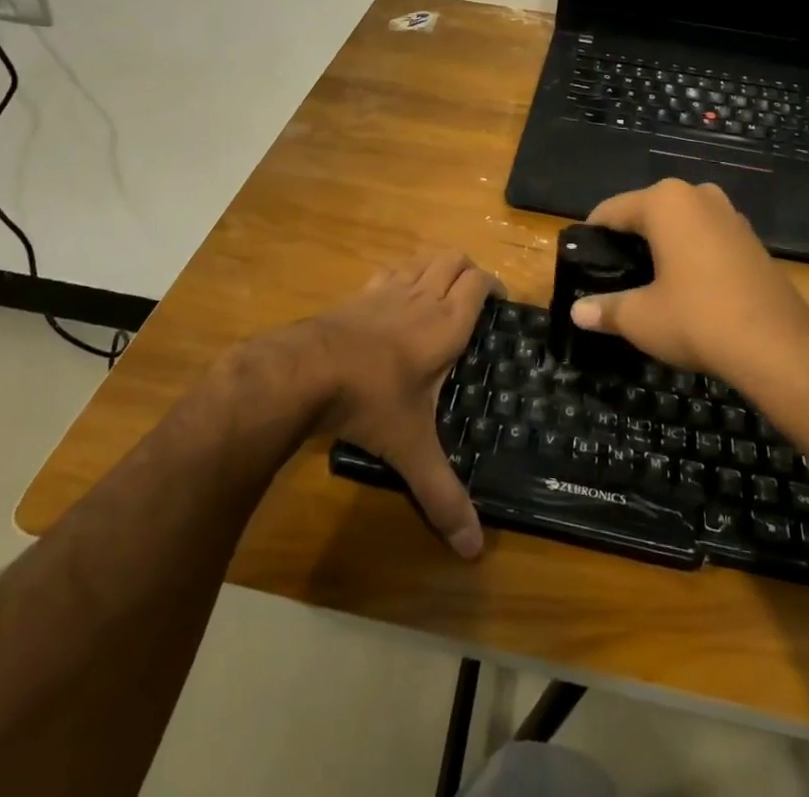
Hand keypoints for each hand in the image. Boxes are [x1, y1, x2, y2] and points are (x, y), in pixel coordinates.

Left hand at [311, 247, 496, 558]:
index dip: (494, 285)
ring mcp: (388, 290)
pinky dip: (403, 274)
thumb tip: (473, 550)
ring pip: (423, 258)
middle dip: (468, 270)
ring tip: (440, 292)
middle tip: (473, 299)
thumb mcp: (411, 450)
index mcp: (446, 324)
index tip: (501, 302)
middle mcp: (422, 297)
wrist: (307, 371)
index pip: (479, 283)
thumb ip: (442, 495)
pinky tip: (396, 299)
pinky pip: (390, 270)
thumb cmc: (371, 401)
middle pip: (454, 258)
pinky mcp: (359, 293)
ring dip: (437, 266)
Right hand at [569, 179, 808, 398]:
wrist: (779, 347)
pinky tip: (684, 287)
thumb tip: (577, 312)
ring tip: (645, 282)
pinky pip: (705, 237)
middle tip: (611, 276)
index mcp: (665, 201)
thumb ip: (605, 309)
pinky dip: (689, 254)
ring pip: (679, 224)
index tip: (581, 261)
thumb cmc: (698, 319)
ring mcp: (729, 214)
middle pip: (646, 212)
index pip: (612, 210)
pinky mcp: (750, 238)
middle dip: (628, 240)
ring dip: (661, 246)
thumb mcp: (641, 318)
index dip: (593, 236)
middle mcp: (697, 195)